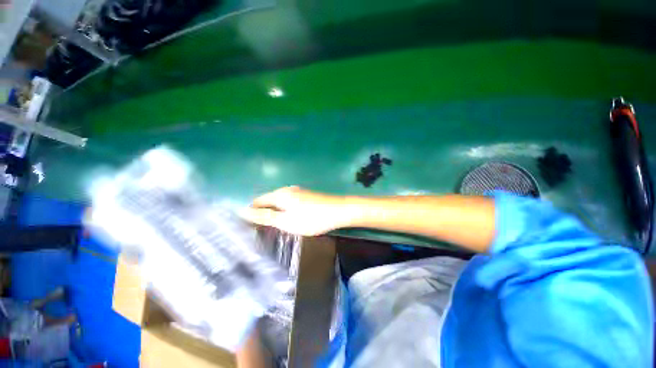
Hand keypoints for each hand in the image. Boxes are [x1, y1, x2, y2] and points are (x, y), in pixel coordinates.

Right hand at [240, 186, 347, 235]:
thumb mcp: (285, 221)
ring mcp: (298, 192)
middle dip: (265, 213)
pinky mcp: (306, 196)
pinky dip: (286, 211)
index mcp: (280, 194)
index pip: (258, 201)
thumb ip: (265, 216)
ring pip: (280, 202)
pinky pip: (290, 203)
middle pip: (269, 201)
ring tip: (276, 228)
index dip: (252, 213)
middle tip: (264, 231)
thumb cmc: (311, 218)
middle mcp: (287, 189)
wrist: (338, 211)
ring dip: (276, 213)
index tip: (251, 228)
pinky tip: (291, 220)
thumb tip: (243, 211)